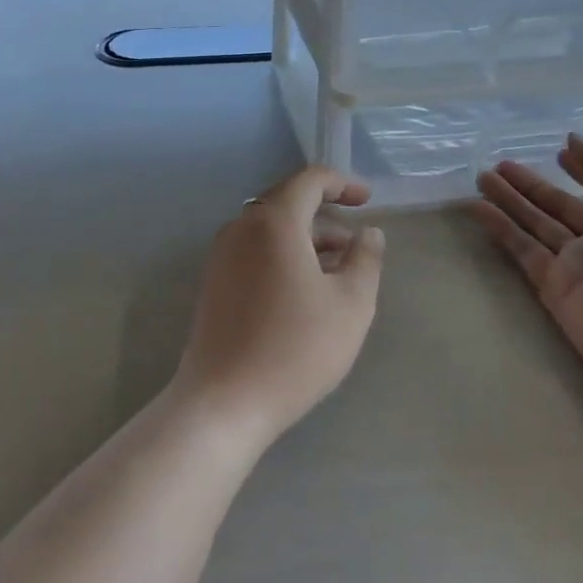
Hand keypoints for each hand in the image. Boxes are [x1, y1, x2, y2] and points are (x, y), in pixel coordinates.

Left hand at [173, 167, 385, 454]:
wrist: (224, 401)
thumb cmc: (296, 348)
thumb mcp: (351, 304)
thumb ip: (366, 259)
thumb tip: (368, 233)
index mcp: (274, 222)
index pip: (309, 180)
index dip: (342, 183)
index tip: (368, 200)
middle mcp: (241, 227)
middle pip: (287, 201)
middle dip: (325, 212)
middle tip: (356, 238)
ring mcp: (222, 254)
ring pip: (270, 229)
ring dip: (306, 238)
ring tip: (339, 269)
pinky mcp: (214, 282)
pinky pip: (254, 250)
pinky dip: (283, 254)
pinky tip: (305, 288)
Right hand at [474, 134, 582, 408]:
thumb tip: (571, 140)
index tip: (560, 150)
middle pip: (560, 205)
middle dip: (532, 185)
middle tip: (500, 163)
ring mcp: (579, 266)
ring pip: (536, 224)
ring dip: (510, 200)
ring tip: (481, 177)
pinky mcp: (555, 289)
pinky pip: (522, 251)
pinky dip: (500, 229)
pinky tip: (477, 207)